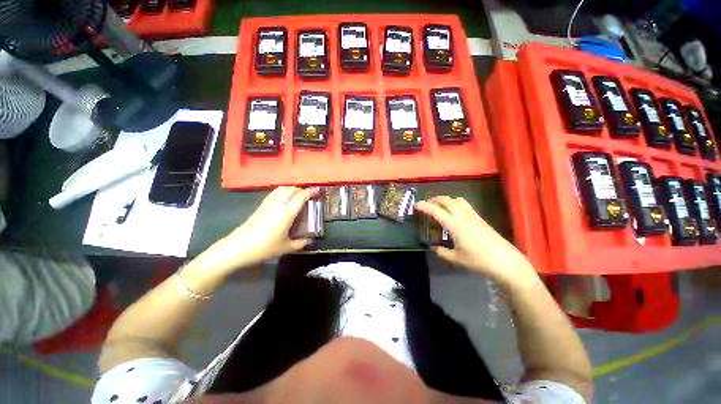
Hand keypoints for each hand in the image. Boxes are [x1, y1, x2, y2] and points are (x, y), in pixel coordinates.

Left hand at [195, 186, 319, 274]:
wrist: (238, 247)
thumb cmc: (264, 248)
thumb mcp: (286, 248)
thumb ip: (301, 243)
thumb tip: (311, 240)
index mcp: (286, 213)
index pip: (301, 196)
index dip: (310, 192)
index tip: (318, 190)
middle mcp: (278, 204)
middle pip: (291, 189)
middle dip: (302, 189)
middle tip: (309, 195)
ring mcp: (268, 204)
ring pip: (282, 189)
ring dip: (292, 189)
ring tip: (298, 196)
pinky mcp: (261, 206)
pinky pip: (275, 193)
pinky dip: (283, 191)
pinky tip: (285, 199)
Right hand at [416, 196, 537, 286]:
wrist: (505, 261)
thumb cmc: (478, 260)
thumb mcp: (456, 259)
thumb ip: (442, 252)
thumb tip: (433, 247)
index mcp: (454, 225)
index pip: (436, 211)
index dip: (424, 206)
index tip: (416, 205)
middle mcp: (462, 216)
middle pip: (446, 200)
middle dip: (434, 199)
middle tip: (426, 204)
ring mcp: (473, 215)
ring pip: (456, 199)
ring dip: (446, 200)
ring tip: (439, 206)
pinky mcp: (480, 218)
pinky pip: (465, 204)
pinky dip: (455, 203)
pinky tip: (454, 213)